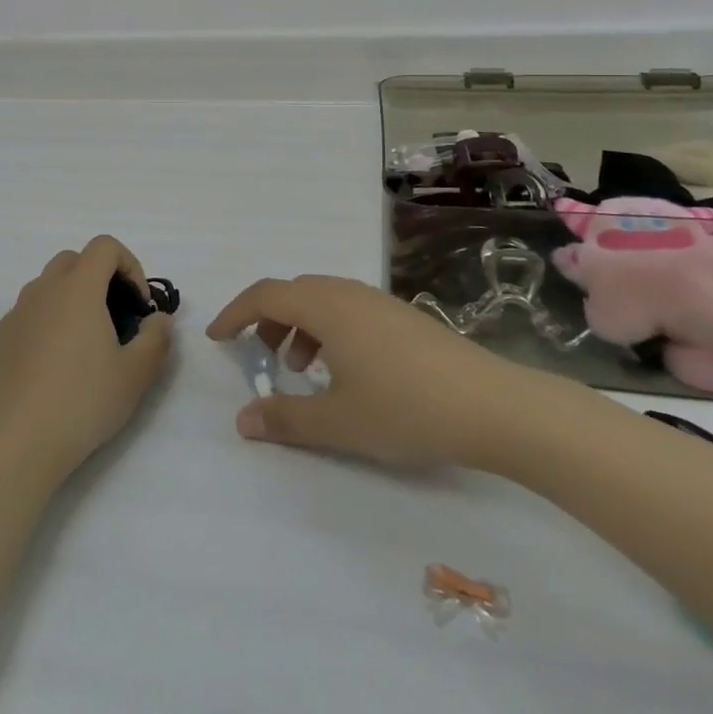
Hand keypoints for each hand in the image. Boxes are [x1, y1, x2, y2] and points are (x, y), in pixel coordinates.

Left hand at [0, 236, 174, 483]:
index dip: (129, 265)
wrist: (18, 440)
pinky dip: (49, 320)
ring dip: (73, 298)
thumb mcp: (136, 374)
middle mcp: (43, 289)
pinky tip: (57, 364)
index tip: (139, 305)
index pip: (104, 246)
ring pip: (49, 285)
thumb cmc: (83, 401)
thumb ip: (157, 338)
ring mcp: (17, 312)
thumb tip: (159, 319)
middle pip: (74, 260)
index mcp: (77, 288)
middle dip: (100, 277)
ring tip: (87, 343)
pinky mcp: (1, 337)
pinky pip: (31, 311)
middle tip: (116, 318)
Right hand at [206, 275, 560, 471]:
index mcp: (326, 307)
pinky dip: (328, 330)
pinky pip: (348, 310)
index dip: (235, 313)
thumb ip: (285, 419)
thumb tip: (241, 422)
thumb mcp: (338, 422)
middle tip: (260, 357)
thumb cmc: (407, 409)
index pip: (265, 295)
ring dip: (299, 326)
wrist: (495, 407)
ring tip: (302, 368)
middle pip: (293, 292)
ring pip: (322, 300)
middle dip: (267, 320)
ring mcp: (379, 302)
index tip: (217, 338)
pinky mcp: (403, 317)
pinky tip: (345, 371)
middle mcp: (348, 293)